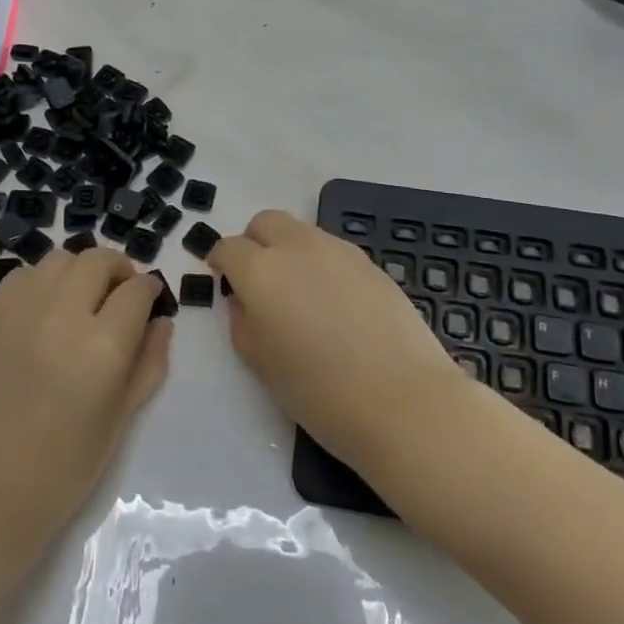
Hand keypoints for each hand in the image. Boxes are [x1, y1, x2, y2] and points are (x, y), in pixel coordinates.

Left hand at [0, 249, 171, 558]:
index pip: (137, 290)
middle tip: (120, 297)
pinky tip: (45, 311)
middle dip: (119, 271)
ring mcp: (20, 309)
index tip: (151, 302)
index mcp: (102, 345)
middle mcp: (62, 313)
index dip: (150, 292)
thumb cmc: (64, 467)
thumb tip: (161, 322)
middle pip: (99, 260)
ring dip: (80, 272)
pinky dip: (43, 282)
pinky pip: (24, 275)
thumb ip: (149, 362)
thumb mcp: (122, 418)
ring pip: (61, 259)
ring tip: (82, 301)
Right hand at [207, 210, 463, 475]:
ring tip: (300, 295)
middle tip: (259, 280)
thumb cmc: (320, 392)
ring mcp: (338, 250)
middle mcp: (296, 247)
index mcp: (261, 271)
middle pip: (265, 222)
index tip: (223, 280)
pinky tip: (334, 304)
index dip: (221, 262)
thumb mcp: (261, 364)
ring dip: (289, 250)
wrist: (402, 400)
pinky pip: (332, 250)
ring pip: (300, 232)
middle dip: (254, 243)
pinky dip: (321, 264)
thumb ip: (242, 322)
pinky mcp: (370, 262)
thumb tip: (245, 300)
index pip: (228, 247)